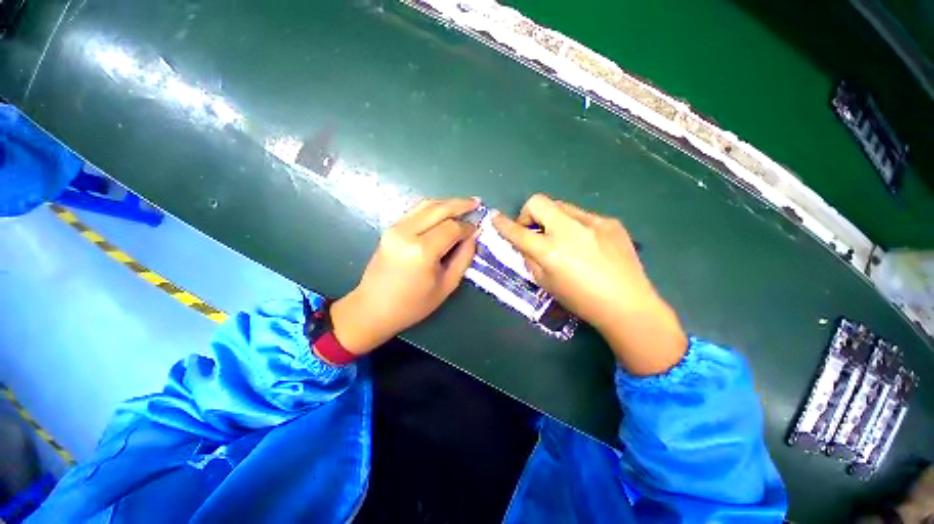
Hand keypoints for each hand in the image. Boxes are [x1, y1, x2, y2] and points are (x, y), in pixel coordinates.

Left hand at [329, 198, 478, 356]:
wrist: (373, 307)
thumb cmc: (413, 304)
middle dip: (460, 204)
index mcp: (422, 251)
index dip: (467, 227)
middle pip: (439, 209)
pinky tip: (444, 210)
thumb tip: (473, 236)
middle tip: (477, 202)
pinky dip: (433, 208)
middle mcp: (407, 232)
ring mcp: (395, 228)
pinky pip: (416, 211)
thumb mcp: (447, 285)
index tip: (477, 230)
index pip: (452, 228)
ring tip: (464, 203)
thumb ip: (463, 257)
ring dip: (447, 202)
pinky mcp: (390, 228)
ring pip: (426, 205)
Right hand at [492, 194, 685, 375]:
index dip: (502, 224)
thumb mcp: (545, 283)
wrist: (627, 304)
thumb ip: (530, 259)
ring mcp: (592, 222)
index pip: (517, 231)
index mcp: (550, 250)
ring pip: (561, 206)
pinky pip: (584, 216)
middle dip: (528, 213)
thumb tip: (525, 244)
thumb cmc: (581, 300)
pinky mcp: (610, 222)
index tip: (495, 218)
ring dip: (553, 219)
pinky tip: (587, 244)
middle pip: (538, 201)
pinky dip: (576, 226)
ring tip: (563, 239)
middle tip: (534, 231)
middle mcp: (569, 230)